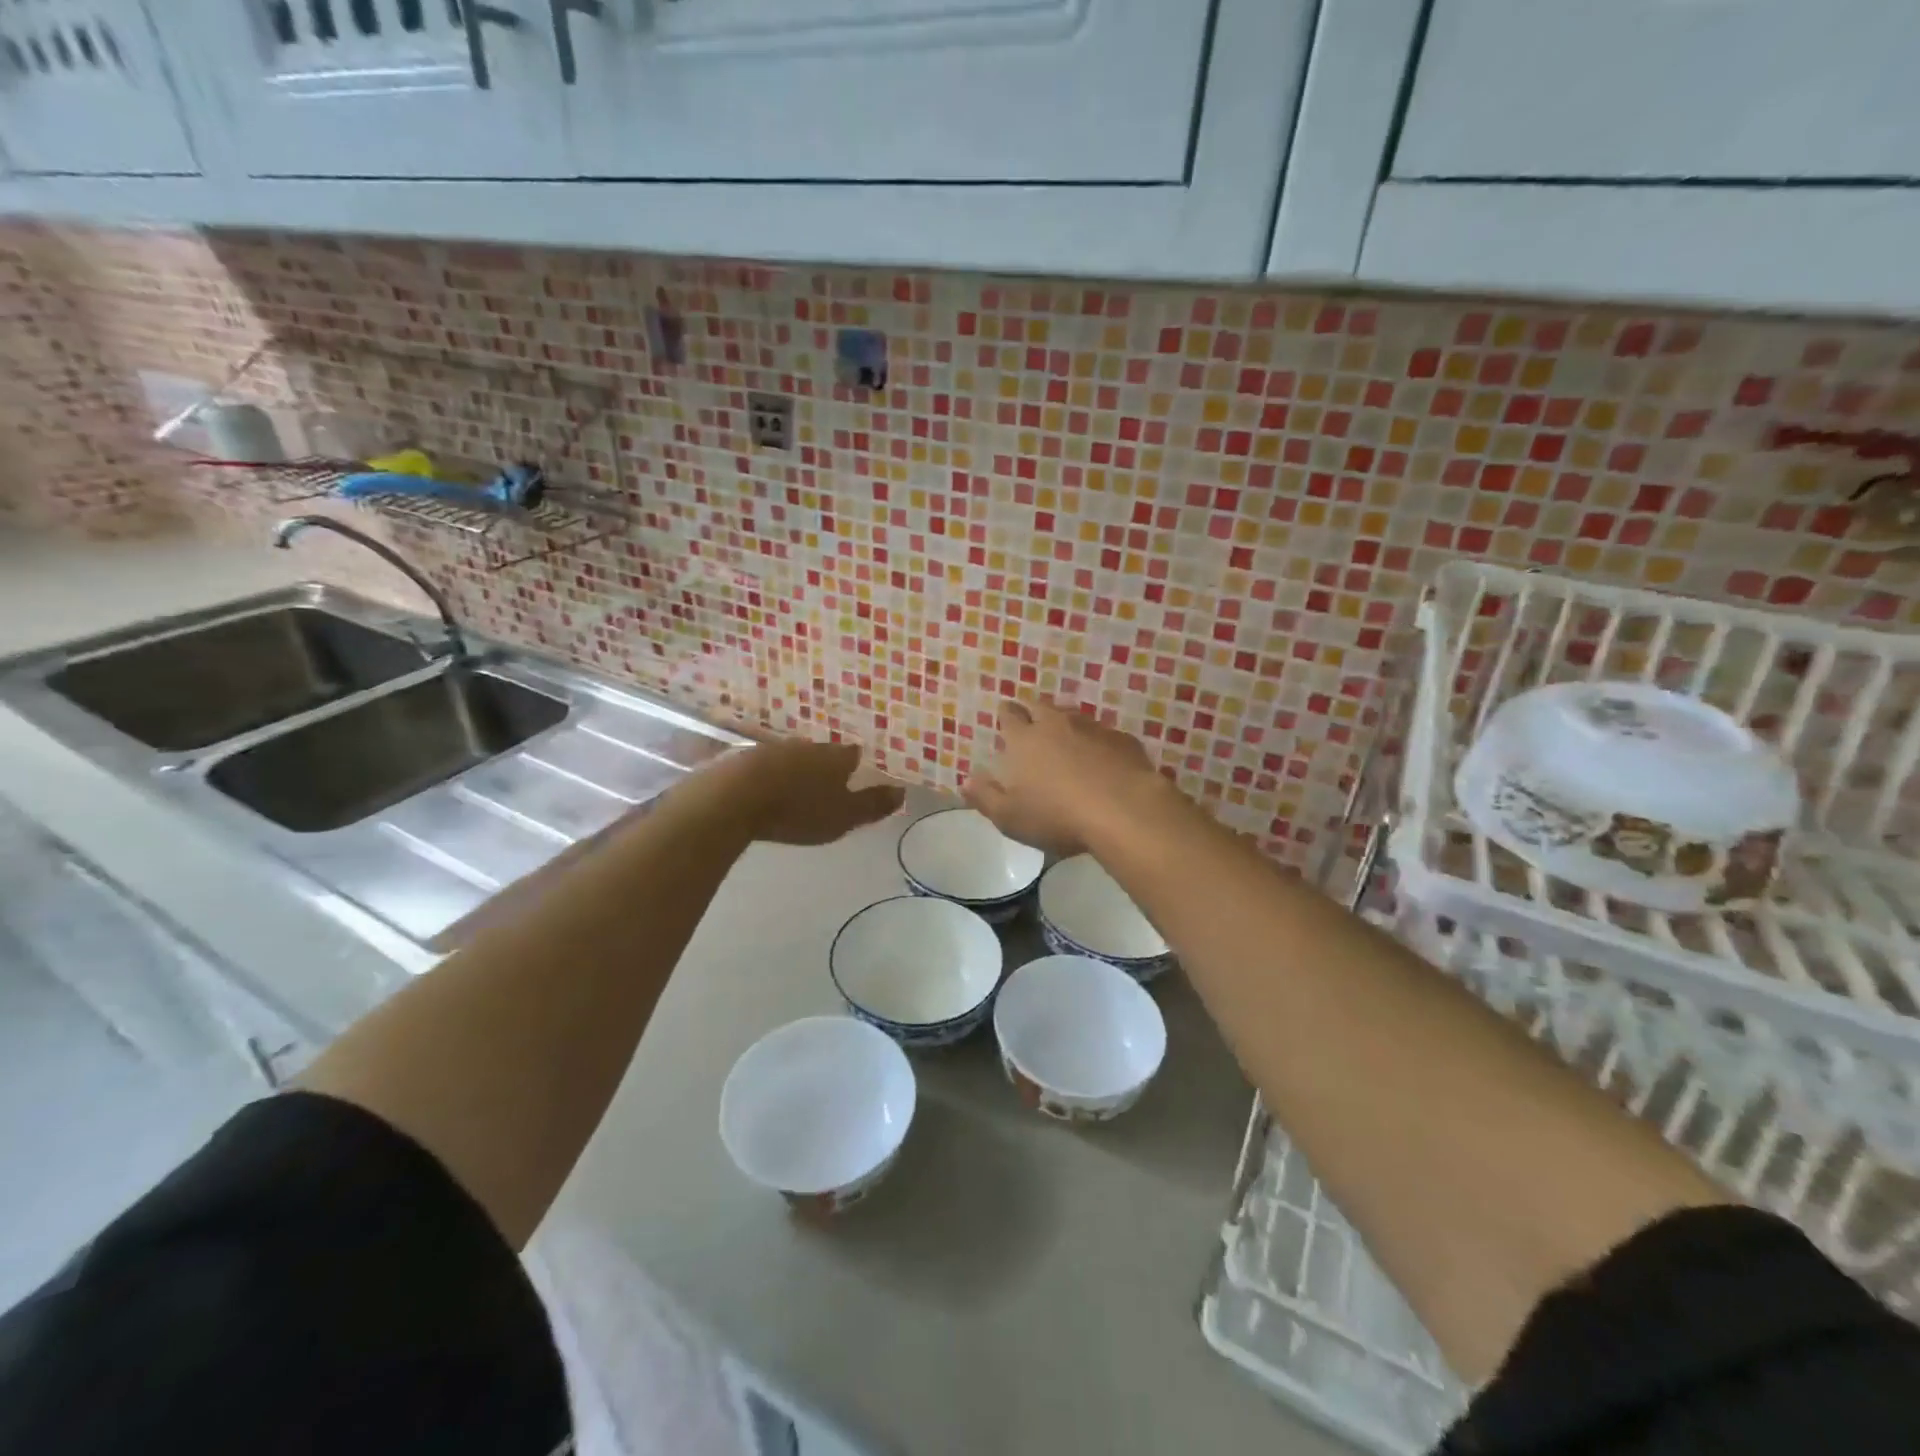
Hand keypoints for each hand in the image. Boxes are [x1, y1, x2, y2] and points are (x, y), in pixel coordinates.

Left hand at [707, 739, 903, 845]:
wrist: (734, 798)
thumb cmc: (798, 809)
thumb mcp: (844, 816)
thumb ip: (873, 805)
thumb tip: (903, 791)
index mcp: (835, 756)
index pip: (853, 755)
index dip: (856, 765)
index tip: (856, 775)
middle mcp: (807, 746)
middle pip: (822, 753)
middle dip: (824, 767)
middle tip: (826, 784)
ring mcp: (773, 750)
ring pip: (792, 757)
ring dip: (795, 770)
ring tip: (795, 788)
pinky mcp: (743, 759)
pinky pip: (763, 766)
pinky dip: (768, 776)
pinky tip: (763, 790)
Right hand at [964, 701, 1165, 855]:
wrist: (1123, 810)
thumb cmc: (1056, 816)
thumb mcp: (1010, 817)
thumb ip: (985, 797)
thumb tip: (965, 780)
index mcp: (1024, 740)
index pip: (1010, 715)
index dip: (1006, 714)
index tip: (1006, 716)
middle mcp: (1056, 725)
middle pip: (1041, 707)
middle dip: (1034, 712)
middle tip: (1033, 725)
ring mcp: (1093, 729)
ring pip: (1074, 717)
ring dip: (1067, 726)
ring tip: (1067, 741)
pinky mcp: (1123, 740)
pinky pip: (1105, 735)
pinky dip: (1098, 743)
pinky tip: (1103, 760)